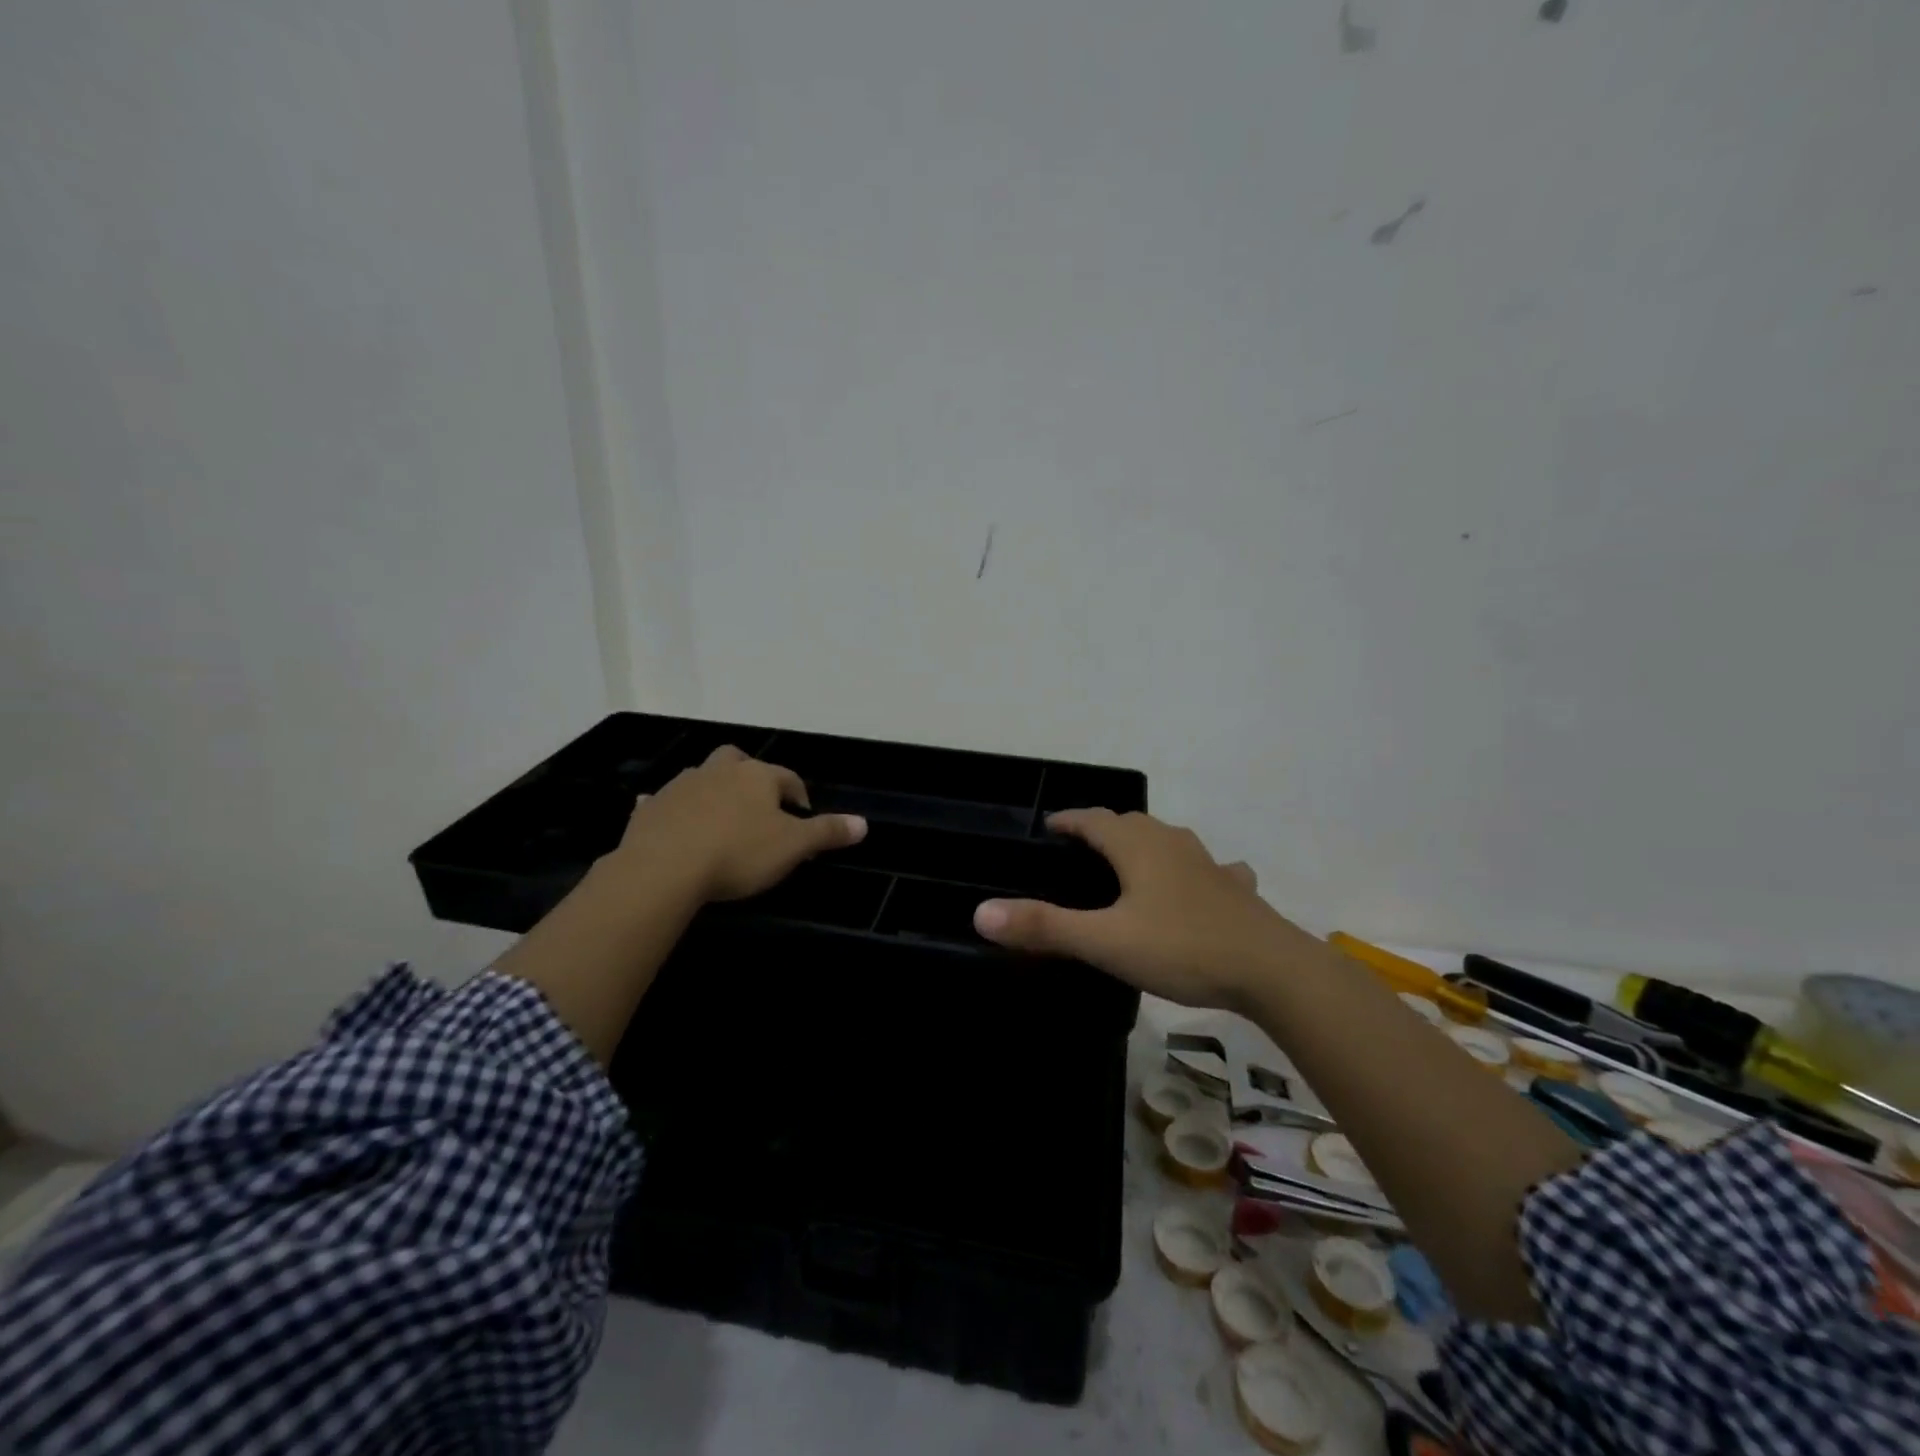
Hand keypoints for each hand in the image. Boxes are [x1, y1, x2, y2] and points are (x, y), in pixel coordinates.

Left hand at [612, 745, 866, 902]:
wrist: (664, 868)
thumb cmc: (738, 853)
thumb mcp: (793, 847)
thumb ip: (827, 832)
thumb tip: (864, 823)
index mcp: (757, 776)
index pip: (787, 778)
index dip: (798, 795)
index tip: (803, 817)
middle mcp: (719, 771)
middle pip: (738, 761)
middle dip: (750, 776)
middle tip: (757, 805)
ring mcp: (682, 786)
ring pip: (702, 777)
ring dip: (713, 790)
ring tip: (720, 819)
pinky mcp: (651, 808)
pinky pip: (666, 801)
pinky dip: (674, 809)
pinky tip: (676, 826)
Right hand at [972, 809, 1308, 1009]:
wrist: (1272, 970)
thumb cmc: (1181, 948)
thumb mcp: (1105, 942)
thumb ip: (1044, 927)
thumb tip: (981, 911)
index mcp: (1137, 847)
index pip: (1092, 820)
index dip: (1067, 820)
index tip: (1048, 827)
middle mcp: (1172, 843)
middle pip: (1130, 824)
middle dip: (1102, 829)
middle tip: (1079, 850)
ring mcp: (1208, 864)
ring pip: (1168, 841)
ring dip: (1145, 844)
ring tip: (1129, 863)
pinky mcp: (1235, 890)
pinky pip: (1210, 868)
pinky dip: (1194, 870)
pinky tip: (1202, 884)